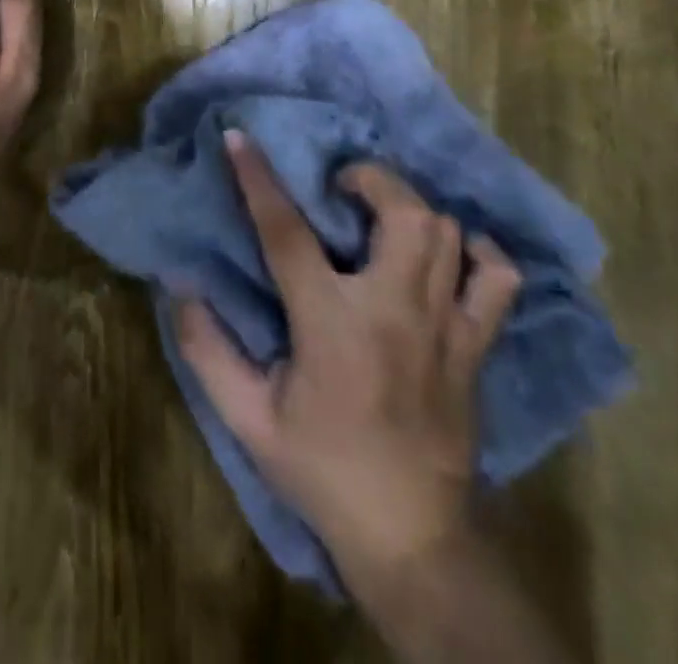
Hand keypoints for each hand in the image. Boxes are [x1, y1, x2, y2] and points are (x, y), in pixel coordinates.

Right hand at [176, 130, 522, 605]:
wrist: (413, 540)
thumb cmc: (322, 471)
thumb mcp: (248, 419)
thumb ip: (207, 350)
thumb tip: (180, 286)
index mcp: (331, 324)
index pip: (287, 231)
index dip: (258, 177)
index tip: (240, 137)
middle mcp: (394, 311)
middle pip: (401, 210)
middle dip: (368, 178)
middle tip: (340, 188)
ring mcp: (445, 326)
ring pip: (446, 231)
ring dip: (411, 206)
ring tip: (382, 212)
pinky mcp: (476, 347)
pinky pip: (498, 279)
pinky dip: (477, 253)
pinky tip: (450, 253)